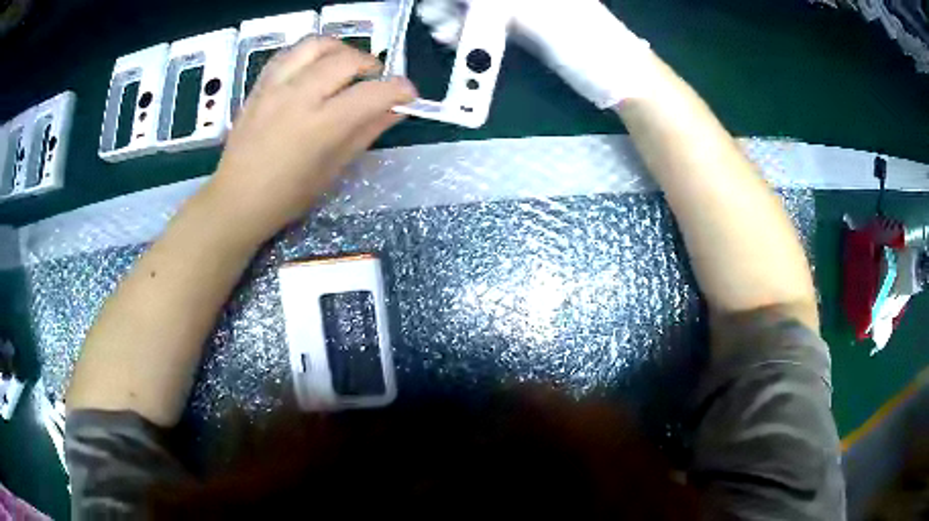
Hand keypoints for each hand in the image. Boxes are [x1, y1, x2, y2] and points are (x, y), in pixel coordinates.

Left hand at [210, 37, 417, 244]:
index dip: (400, 90)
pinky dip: (310, 53)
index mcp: (320, 126)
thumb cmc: (286, 197)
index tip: (408, 95)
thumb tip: (395, 110)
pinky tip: (315, 67)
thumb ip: (365, 132)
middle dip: (371, 65)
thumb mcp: (333, 169)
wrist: (236, 200)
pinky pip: (289, 53)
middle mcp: (298, 97)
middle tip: (375, 81)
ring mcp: (275, 87)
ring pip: (316, 45)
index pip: (372, 93)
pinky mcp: (259, 86)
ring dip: (340, 50)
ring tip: (346, 66)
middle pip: (346, 60)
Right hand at [417, 0, 655, 108]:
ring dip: (455, 18)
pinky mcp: (524, 28)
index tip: (439, 6)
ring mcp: (525, 9)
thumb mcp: (542, 16)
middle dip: (451, 5)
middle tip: (434, 19)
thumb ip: (500, 4)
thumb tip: (466, 0)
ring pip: (479, 7)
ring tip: (443, 34)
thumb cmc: (587, 43)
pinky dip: (470, 31)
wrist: (616, 77)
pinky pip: (488, 23)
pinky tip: (456, 39)